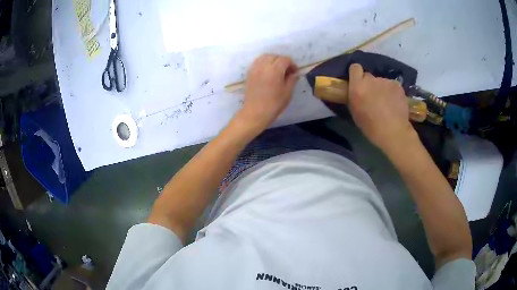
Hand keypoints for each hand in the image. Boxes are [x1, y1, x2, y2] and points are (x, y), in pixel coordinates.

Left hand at [237, 54, 298, 133]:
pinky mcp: (249, 73)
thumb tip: (295, 73)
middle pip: (274, 56)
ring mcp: (255, 68)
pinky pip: (257, 62)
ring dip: (272, 60)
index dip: (292, 64)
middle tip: (287, 71)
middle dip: (282, 61)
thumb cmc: (274, 104)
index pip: (285, 59)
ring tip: (277, 70)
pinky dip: (264, 63)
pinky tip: (267, 72)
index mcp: (275, 69)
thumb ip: (292, 79)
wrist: (255, 112)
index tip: (295, 72)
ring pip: (265, 57)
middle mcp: (264, 65)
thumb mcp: (287, 92)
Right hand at [347, 63, 415, 151]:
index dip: (356, 74)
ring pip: (381, 82)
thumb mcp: (355, 113)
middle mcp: (371, 80)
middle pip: (368, 76)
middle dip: (369, 84)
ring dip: (381, 89)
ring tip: (386, 103)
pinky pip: (391, 85)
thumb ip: (354, 97)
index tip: (358, 82)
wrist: (394, 132)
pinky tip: (394, 103)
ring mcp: (385, 81)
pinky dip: (392, 92)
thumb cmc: (371, 127)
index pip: (355, 68)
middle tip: (373, 97)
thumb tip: (355, 91)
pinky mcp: (397, 85)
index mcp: (358, 87)